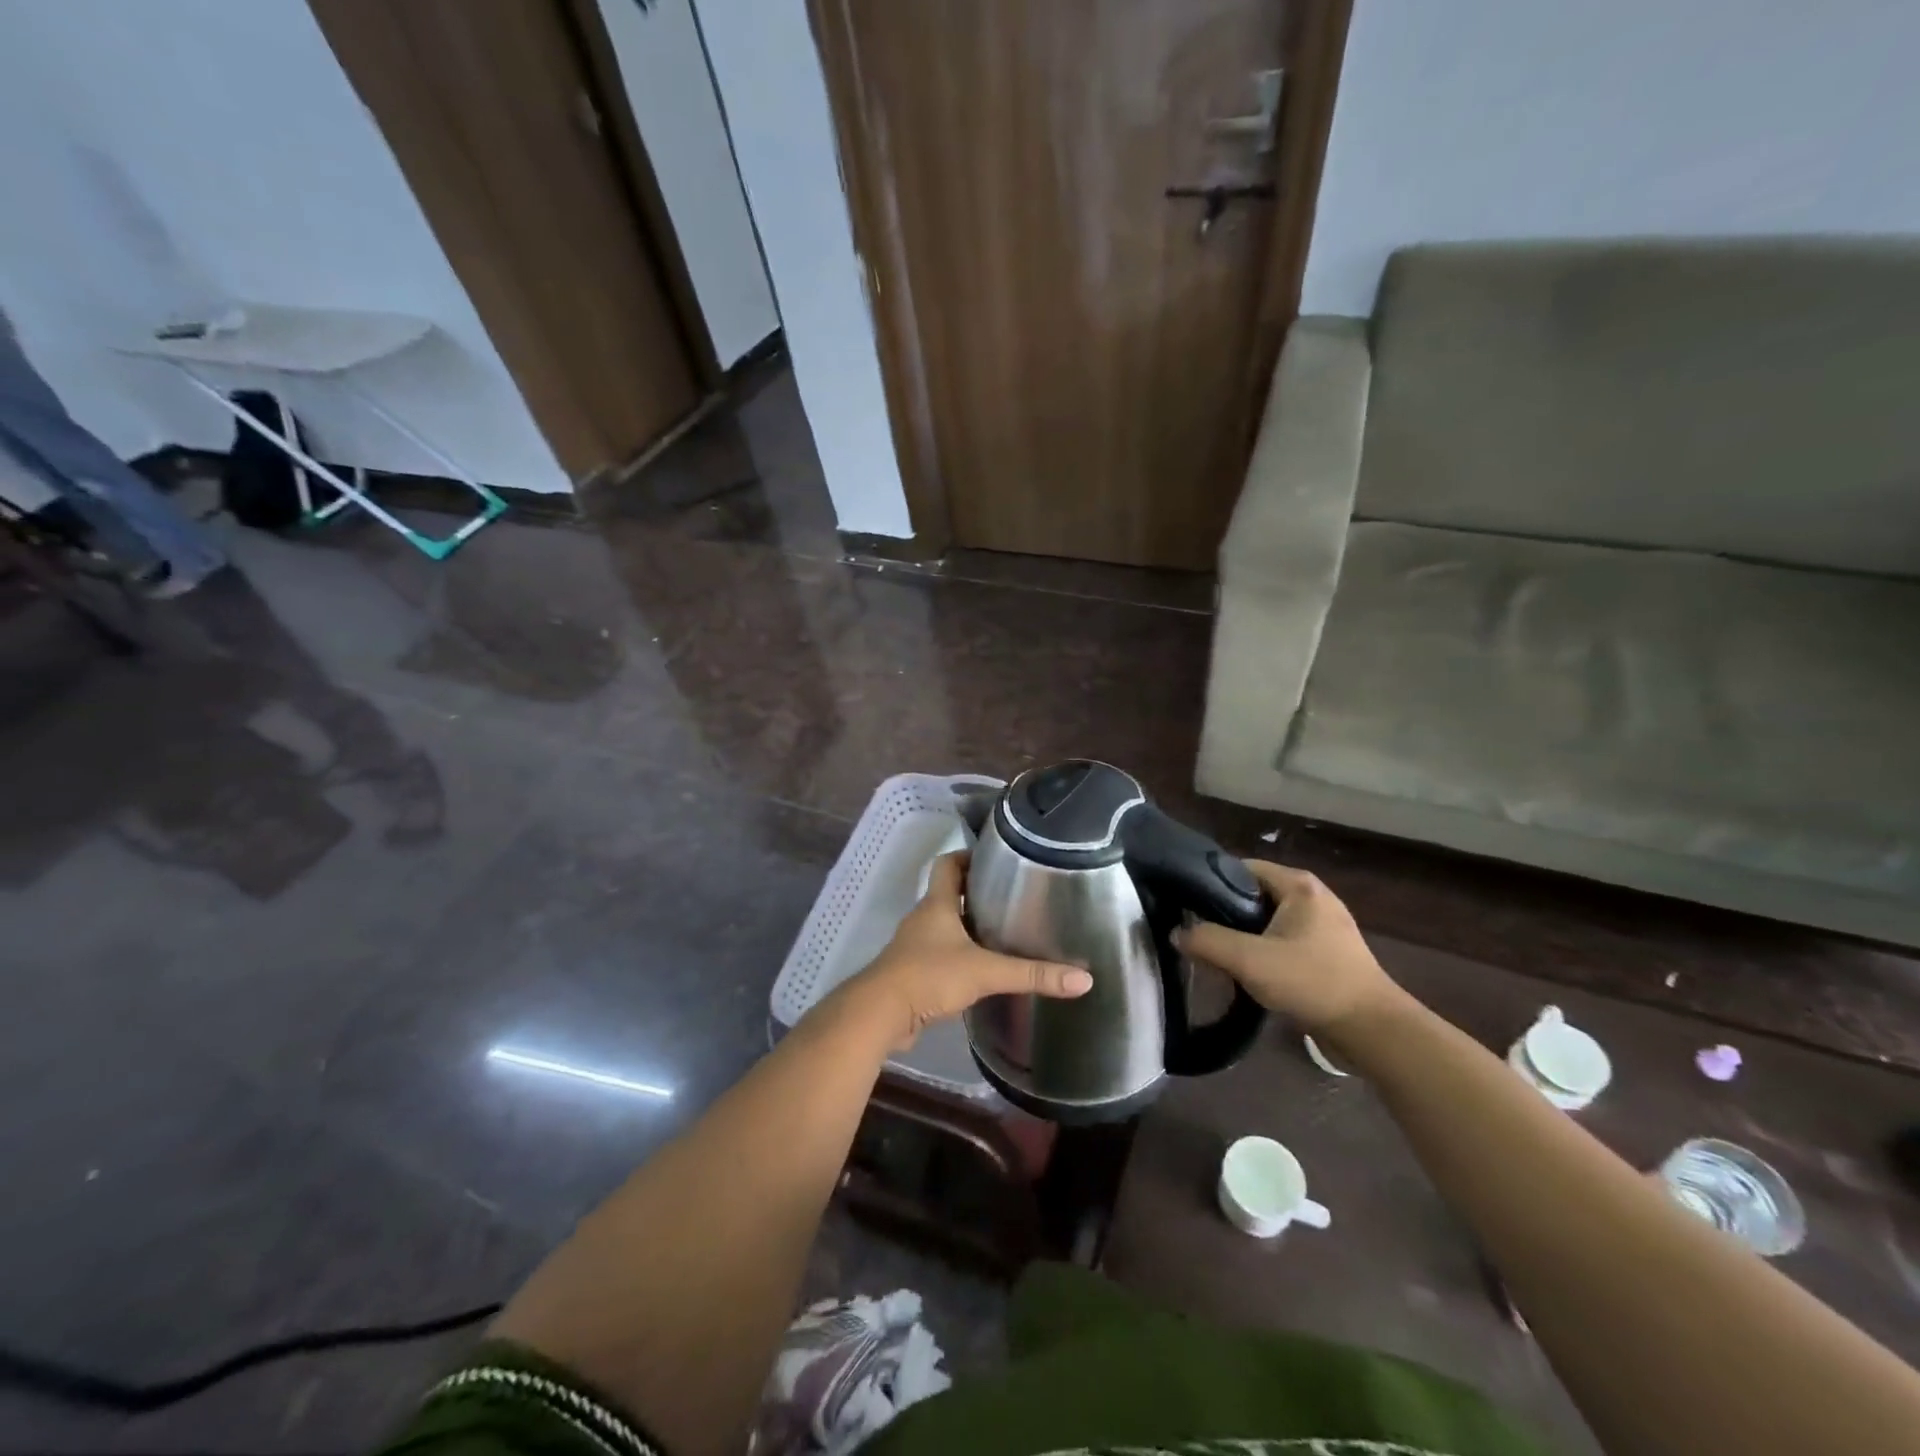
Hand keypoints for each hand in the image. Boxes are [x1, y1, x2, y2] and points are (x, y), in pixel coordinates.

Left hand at [845, 852, 1092, 1050]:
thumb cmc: (929, 976)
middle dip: (975, 894)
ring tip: (1002, 933)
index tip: (995, 861)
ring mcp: (914, 946)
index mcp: (936, 904)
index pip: (948, 864)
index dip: (968, 857)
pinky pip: (938, 954)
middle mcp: (923, 918)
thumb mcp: (986, 972)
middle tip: (1011, 898)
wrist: (880, 1014)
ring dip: (967, 927)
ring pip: (943, 926)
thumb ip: (1032, 974)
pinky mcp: (912, 973)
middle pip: (948, 894)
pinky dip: (958, 956)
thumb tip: (1083, 979)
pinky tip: (980, 970)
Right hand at [1176, 861, 1404, 1042]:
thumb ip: (1207, 941)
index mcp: (1298, 884)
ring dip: (1243, 937)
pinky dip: (1264, 952)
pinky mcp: (1328, 952)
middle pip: (1252, 895)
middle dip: (1225, 915)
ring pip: (1267, 921)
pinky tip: (1250, 974)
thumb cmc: (1312, 982)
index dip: (1210, 885)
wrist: (1372, 1030)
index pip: (1240, 868)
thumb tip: (1177, 933)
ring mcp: (1324, 925)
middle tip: (1199, 937)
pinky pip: (1283, 940)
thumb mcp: (1249, 960)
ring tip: (1219, 958)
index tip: (1187, 908)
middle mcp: (1312, 896)